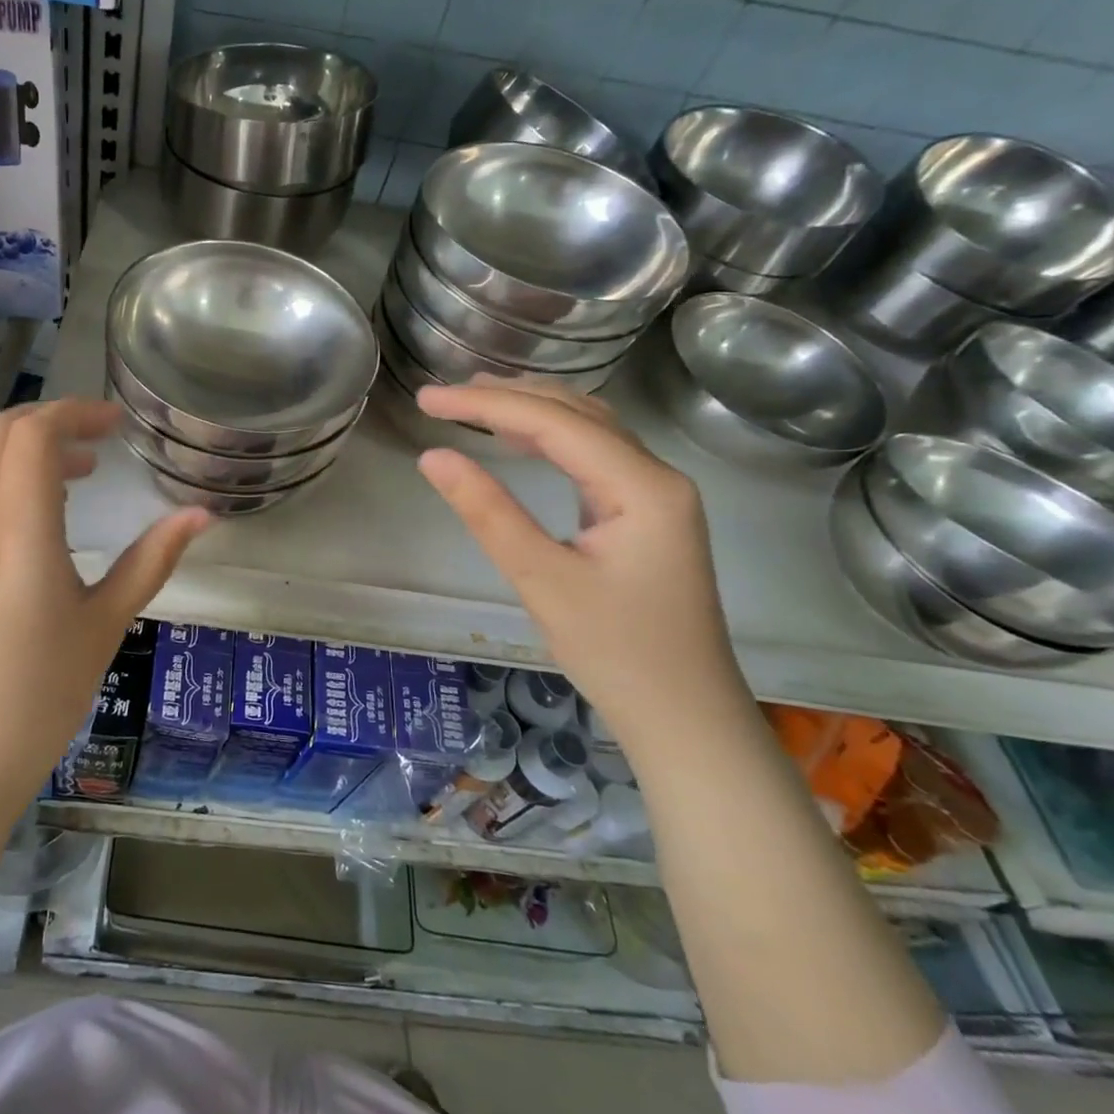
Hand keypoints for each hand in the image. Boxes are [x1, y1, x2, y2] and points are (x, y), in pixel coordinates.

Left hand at [0, 399, 212, 809]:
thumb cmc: (42, 693)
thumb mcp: (107, 622)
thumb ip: (153, 559)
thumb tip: (202, 516)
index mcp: (19, 531)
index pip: (32, 435)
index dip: (74, 412)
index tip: (116, 424)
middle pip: (0, 434)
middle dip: (51, 420)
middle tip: (101, 438)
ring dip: (30, 451)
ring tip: (83, 474)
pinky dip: (13, 481)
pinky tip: (50, 518)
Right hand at [414, 379, 742, 733]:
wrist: (685, 718)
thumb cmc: (616, 653)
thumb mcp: (542, 581)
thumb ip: (488, 512)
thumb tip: (432, 457)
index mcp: (642, 486)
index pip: (555, 422)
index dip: (487, 404)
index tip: (428, 399)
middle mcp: (657, 476)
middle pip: (577, 412)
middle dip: (508, 397)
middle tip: (443, 396)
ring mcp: (655, 494)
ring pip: (587, 429)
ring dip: (529, 410)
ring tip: (472, 402)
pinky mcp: (645, 513)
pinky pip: (593, 455)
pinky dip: (549, 437)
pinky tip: (516, 440)